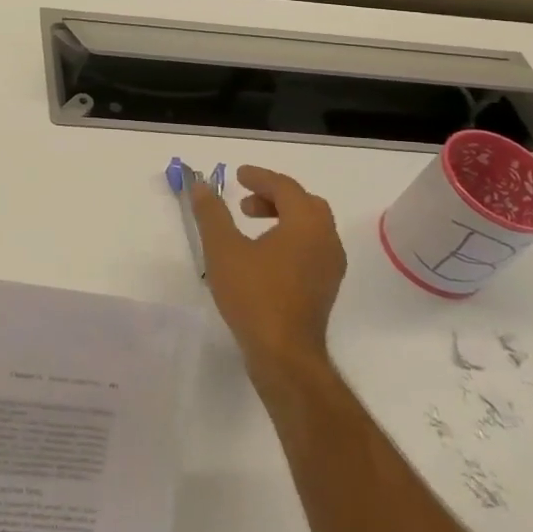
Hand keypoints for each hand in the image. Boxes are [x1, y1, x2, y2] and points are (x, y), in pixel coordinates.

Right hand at [192, 165, 345, 383]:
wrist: (284, 355)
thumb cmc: (254, 295)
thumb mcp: (223, 248)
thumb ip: (212, 213)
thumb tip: (202, 185)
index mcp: (306, 225)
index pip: (286, 188)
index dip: (260, 177)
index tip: (237, 176)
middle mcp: (326, 240)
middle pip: (304, 204)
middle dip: (274, 196)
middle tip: (244, 200)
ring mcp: (330, 267)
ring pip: (310, 227)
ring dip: (283, 217)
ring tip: (250, 225)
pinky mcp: (325, 288)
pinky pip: (311, 247)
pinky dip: (290, 237)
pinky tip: (264, 254)